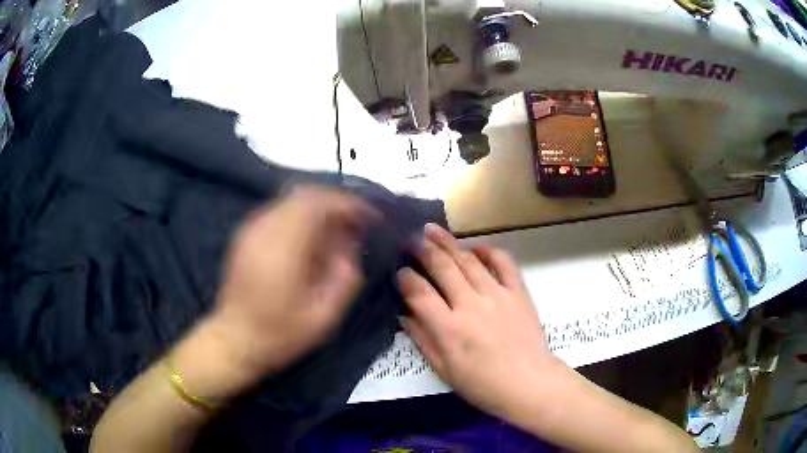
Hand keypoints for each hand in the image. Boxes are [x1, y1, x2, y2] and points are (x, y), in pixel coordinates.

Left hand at [198, 186, 378, 391]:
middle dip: (336, 204)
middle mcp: (265, 229)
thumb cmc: (281, 333)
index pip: (321, 204)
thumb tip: (351, 242)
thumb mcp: (324, 316)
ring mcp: (251, 229)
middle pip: (306, 195)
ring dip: (319, 209)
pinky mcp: (245, 235)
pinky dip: (301, 216)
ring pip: (291, 200)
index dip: (350, 204)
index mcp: (285, 247)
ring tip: (336, 231)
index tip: (371, 218)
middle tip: (356, 223)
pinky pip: (278, 211)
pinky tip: (309, 238)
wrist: (235, 340)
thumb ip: (344, 275)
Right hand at [398, 224, 562, 420]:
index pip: (420, 294)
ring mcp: (497, 295)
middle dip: (424, 250)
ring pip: (469, 261)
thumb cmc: (482, 383)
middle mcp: (471, 305)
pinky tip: (477, 247)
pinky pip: (504, 263)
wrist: (528, 382)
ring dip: (449, 243)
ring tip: (433, 230)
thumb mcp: (444, 369)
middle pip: (443, 268)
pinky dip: (490, 251)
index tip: (400, 270)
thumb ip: (423, 339)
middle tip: (411, 237)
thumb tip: (404, 314)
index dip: (406, 279)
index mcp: (449, 329)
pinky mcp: (518, 292)